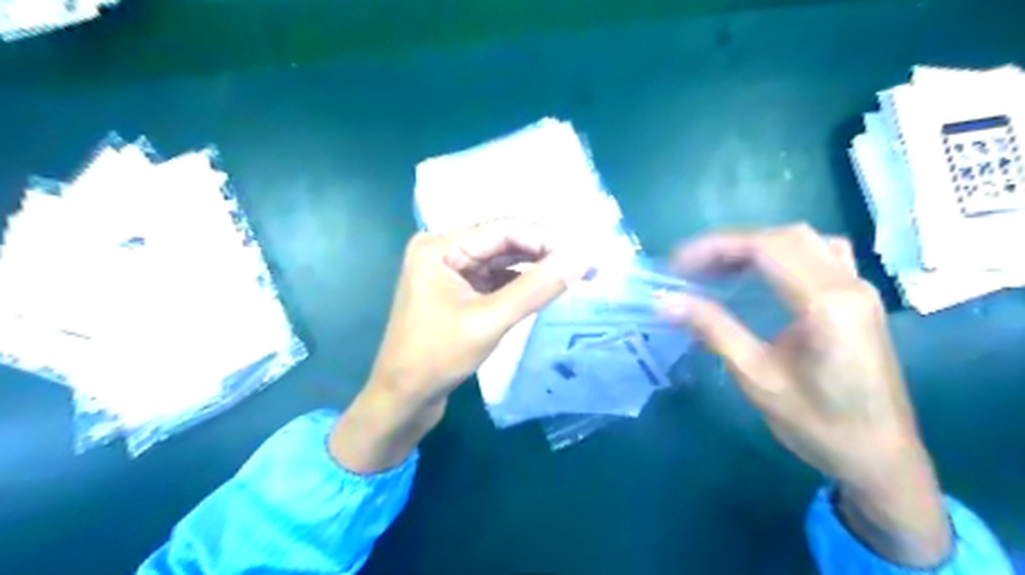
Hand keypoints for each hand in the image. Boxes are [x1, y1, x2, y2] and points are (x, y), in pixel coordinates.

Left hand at [334, 221, 587, 476]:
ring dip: (535, 268)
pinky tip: (544, 289)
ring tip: (573, 276)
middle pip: (503, 242)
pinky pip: (495, 278)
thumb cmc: (437, 359)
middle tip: (586, 266)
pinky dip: (520, 283)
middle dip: (544, 253)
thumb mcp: (489, 321)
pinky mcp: (458, 289)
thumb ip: (536, 288)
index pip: (504, 229)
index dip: (547, 239)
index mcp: (440, 247)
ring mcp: (450, 270)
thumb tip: (581, 258)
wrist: (403, 398)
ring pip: (502, 260)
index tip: (584, 255)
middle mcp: (444, 250)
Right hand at [665, 222, 953, 565]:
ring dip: (756, 245)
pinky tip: (762, 275)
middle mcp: (849, 285)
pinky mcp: (859, 299)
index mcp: (826, 304)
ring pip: (804, 240)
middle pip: (785, 237)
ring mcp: (859, 289)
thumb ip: (713, 330)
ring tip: (720, 268)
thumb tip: (666, 301)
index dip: (716, 248)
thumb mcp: (757, 378)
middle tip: (692, 268)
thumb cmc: (817, 424)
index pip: (766, 248)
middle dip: (731, 244)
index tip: (677, 265)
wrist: (881, 458)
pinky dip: (781, 253)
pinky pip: (819, 254)